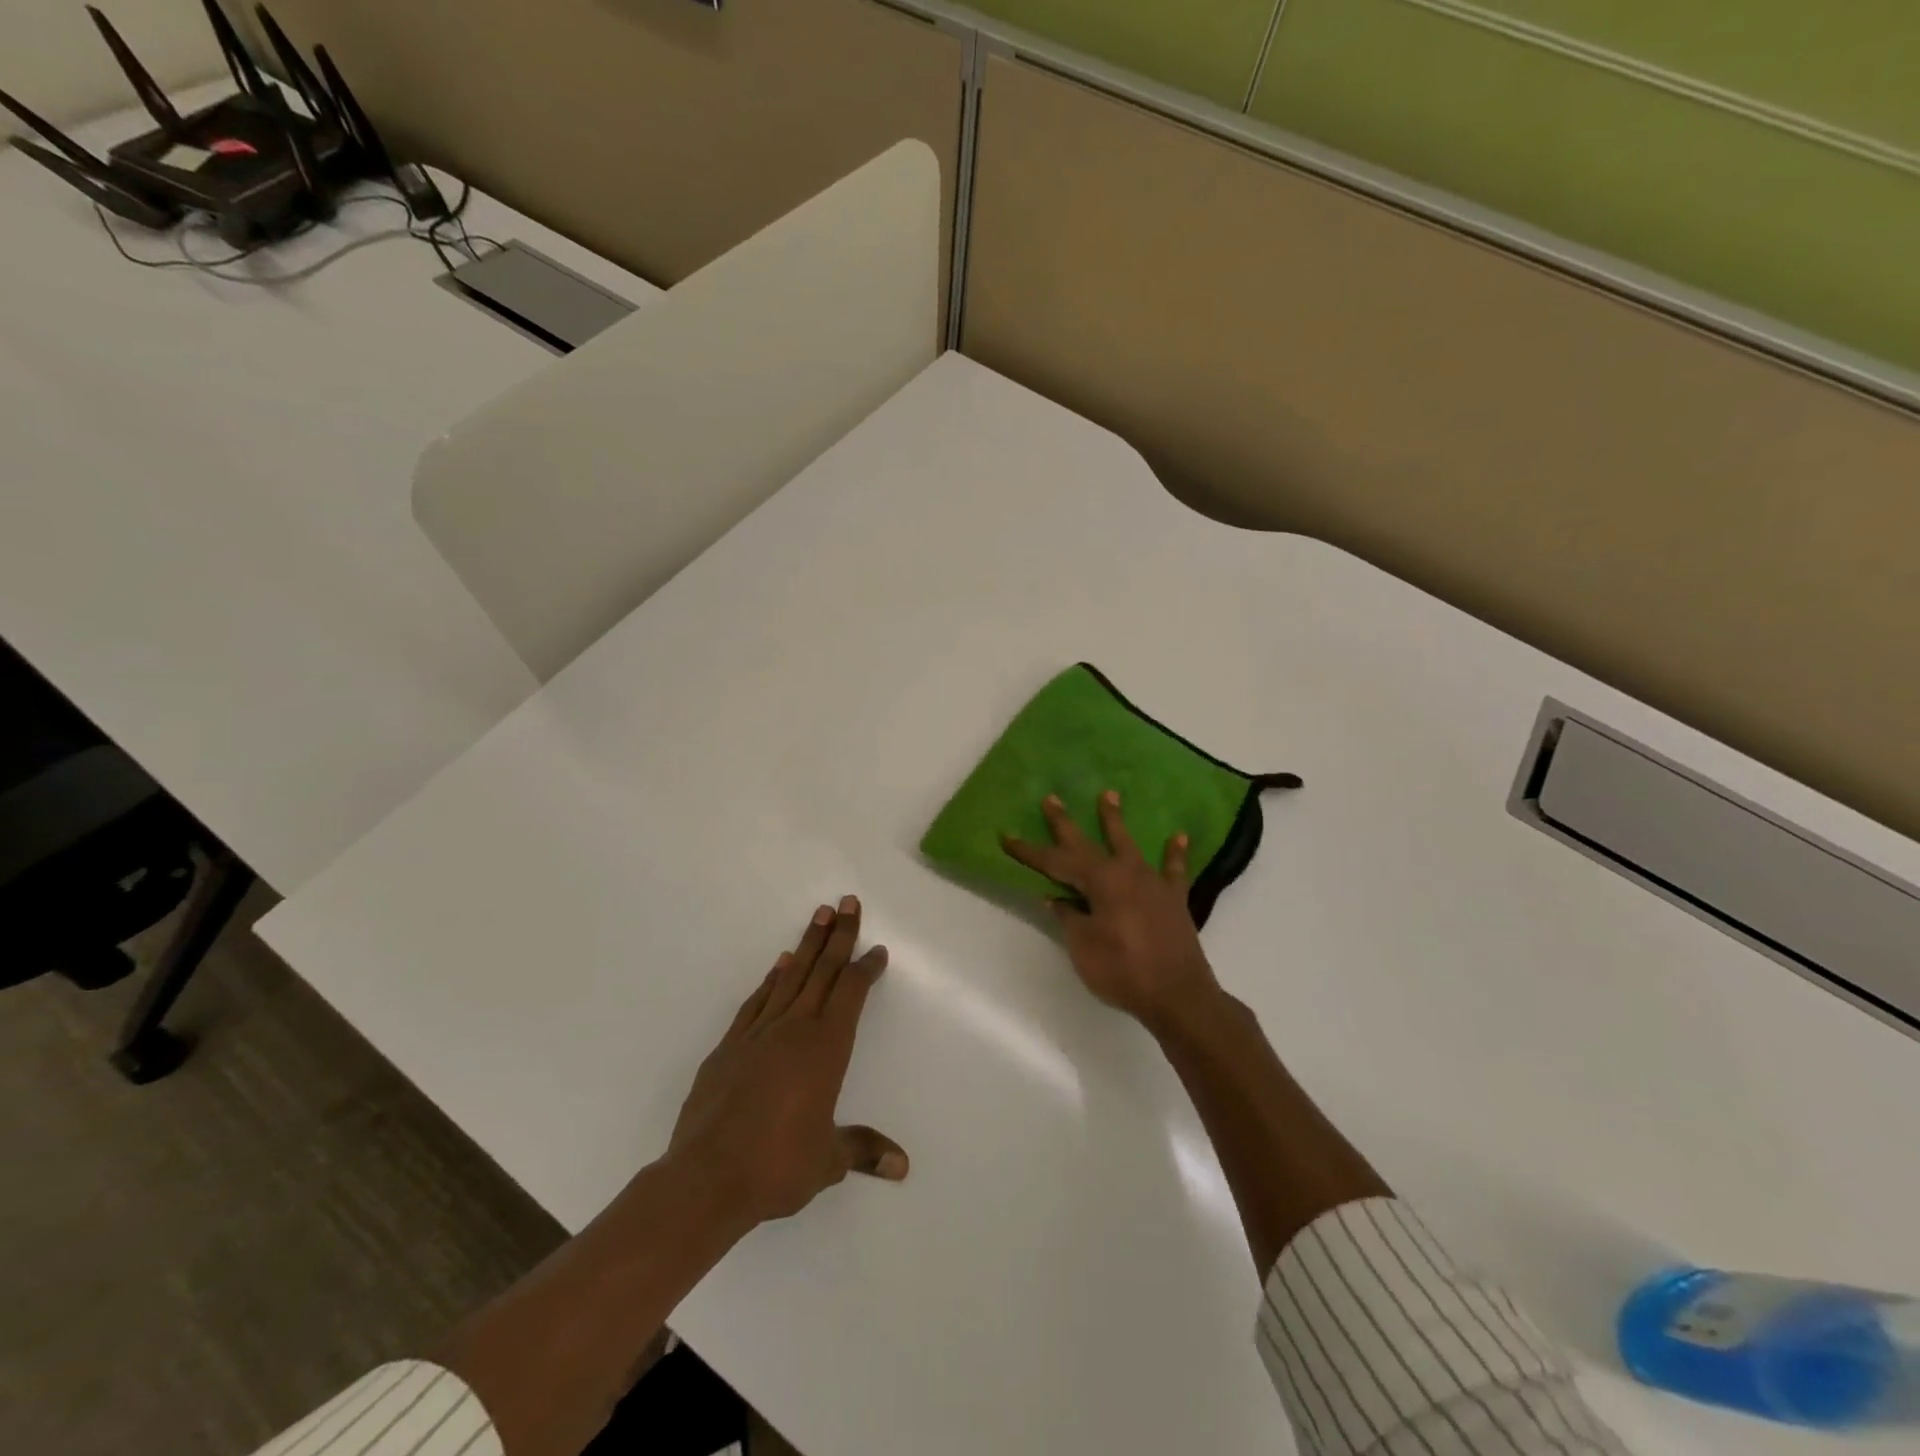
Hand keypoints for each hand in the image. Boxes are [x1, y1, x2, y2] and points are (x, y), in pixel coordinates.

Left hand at [668, 896, 906, 1225]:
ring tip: (819, 915)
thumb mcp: (828, 1161)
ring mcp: (759, 1032)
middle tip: (848, 901)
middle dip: (839, 935)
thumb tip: (902, 1166)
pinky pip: (758, 1000)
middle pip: (823, 970)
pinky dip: (772, 978)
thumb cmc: (777, 1166)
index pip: (851, 993)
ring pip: (791, 976)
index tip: (877, 949)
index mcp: (826, 1048)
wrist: (706, 1177)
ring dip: (808, 945)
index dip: (866, 968)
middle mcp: (795, 1028)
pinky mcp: (730, 1045)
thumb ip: (863, 1150)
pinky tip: (779, 965)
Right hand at [1002, 791, 1222, 1032]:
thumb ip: (1069, 917)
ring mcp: (1152, 883)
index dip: (1029, 852)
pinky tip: (1178, 837)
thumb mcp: (1083, 946)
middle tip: (1052, 798)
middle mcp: (1125, 872)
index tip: (1006, 836)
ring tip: (1109, 793)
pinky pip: (1173, 870)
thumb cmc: (1122, 971)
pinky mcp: (1173, 899)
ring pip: (1129, 844)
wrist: (1177, 995)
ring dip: (1115, 820)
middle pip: (1088, 843)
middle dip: (1065, 823)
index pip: (1055, 862)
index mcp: (1099, 882)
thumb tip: (1056, 898)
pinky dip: (1174, 853)